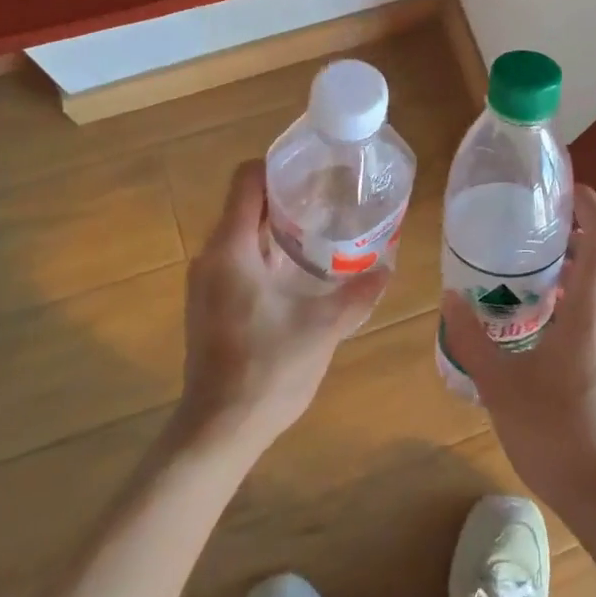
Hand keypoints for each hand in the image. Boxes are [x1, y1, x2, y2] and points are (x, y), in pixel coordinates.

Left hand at [177, 160, 389, 456]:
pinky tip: (299, 273)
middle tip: (330, 200)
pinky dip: (266, 253)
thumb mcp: (323, 329)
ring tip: (321, 232)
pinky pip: (237, 259)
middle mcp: (211, 257)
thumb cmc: (267, 370)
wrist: (219, 429)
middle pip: (245, 204)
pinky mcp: (209, 304)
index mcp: (231, 249)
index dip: (279, 166)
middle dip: (286, 197)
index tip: (316, 171)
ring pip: (241, 234)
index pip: (247, 180)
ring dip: (277, 227)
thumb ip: (358, 295)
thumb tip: (389, 268)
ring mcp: (206, 283)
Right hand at [439, 187, 595, 513]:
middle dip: (565, 238)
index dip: (588, 202)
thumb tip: (450, 298)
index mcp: (593, 306)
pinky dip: (571, 302)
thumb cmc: (555, 432)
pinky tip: (536, 326)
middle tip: (519, 234)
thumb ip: (471, 338)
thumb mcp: (500, 384)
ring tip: (519, 277)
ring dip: (565, 273)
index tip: (559, 191)